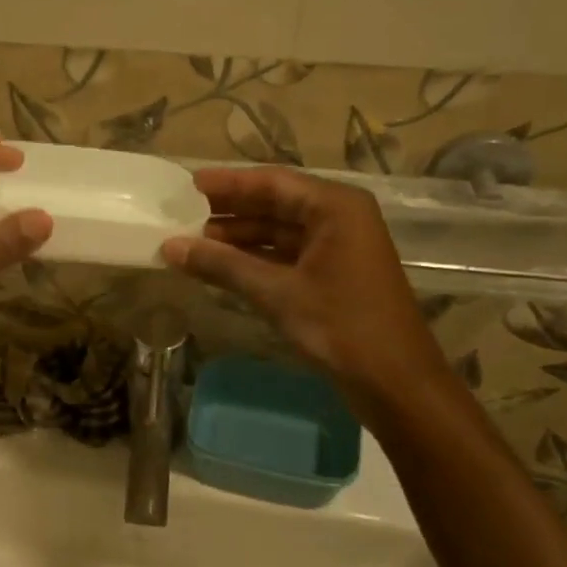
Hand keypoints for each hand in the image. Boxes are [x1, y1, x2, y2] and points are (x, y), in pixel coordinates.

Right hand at [160, 167, 446, 399]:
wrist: (396, 384)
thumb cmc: (341, 327)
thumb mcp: (277, 293)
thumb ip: (223, 265)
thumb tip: (170, 247)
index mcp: (335, 207)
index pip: (272, 183)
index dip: (228, 183)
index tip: (187, 185)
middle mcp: (338, 218)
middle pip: (275, 204)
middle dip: (229, 212)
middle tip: (182, 215)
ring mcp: (337, 247)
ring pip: (278, 232)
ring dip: (238, 238)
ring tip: (191, 244)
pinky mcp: (332, 274)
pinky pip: (285, 255)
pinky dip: (254, 260)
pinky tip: (220, 267)